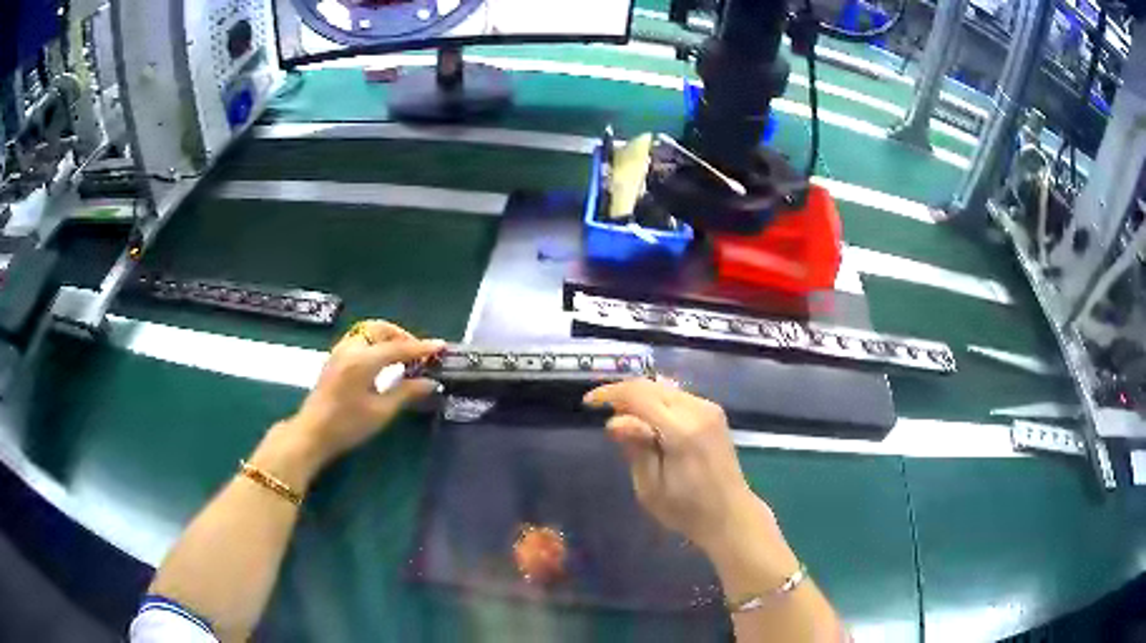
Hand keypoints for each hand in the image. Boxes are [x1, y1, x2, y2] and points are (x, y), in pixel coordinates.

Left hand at [285, 320, 444, 467]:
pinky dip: (375, 342)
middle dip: (402, 336)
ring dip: (388, 337)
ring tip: (402, 356)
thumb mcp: (381, 412)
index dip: (422, 348)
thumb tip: (431, 382)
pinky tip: (382, 360)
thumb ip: (406, 392)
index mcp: (363, 360)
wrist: (312, 433)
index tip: (441, 346)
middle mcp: (351, 348)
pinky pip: (359, 338)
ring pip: (368, 331)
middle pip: (381, 329)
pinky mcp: (335, 358)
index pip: (399, 347)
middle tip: (418, 354)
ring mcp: (340, 351)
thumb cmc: (347, 426)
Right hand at [584, 378, 768, 552]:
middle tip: (602, 410)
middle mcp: (698, 411)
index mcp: (682, 431)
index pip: (639, 395)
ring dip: (640, 396)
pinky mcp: (713, 413)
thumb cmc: (686, 510)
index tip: (588, 402)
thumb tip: (615, 421)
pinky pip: (677, 396)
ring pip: (665, 388)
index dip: (610, 394)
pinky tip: (646, 419)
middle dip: (623, 393)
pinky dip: (656, 401)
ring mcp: (709, 409)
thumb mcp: (650, 488)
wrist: (729, 514)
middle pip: (652, 386)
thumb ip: (635, 449)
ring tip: (622, 416)